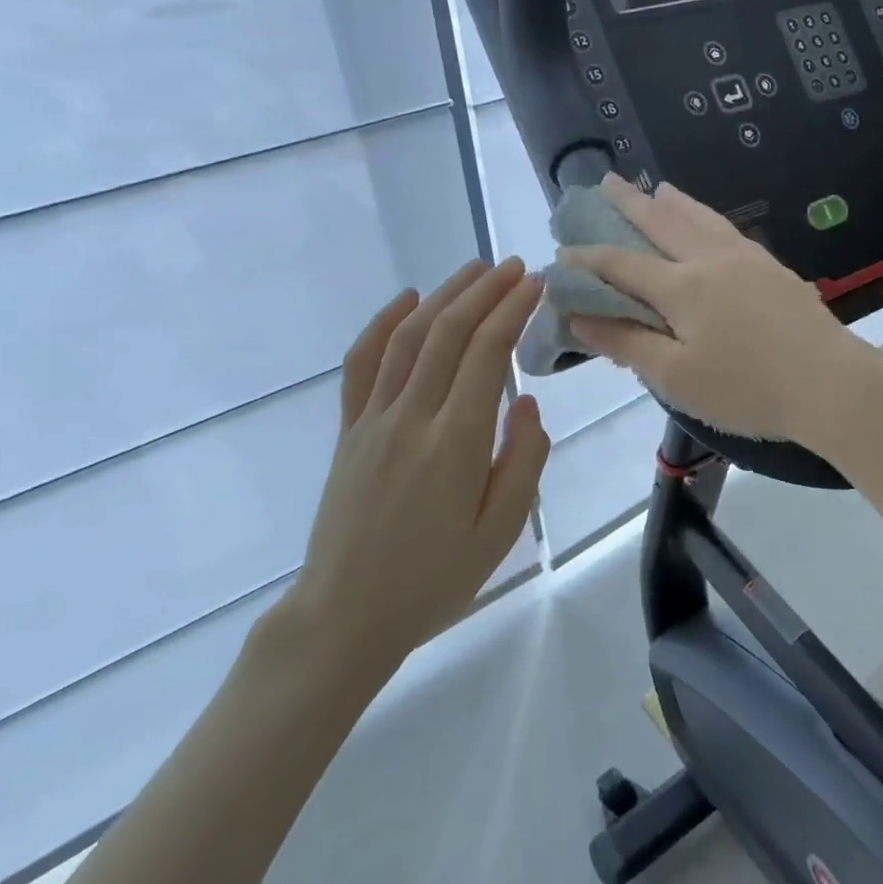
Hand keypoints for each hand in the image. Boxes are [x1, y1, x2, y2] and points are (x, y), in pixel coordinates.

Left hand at [271, 259, 549, 700]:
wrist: (346, 616)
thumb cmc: (434, 581)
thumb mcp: (500, 532)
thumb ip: (522, 461)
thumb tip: (525, 403)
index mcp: (455, 443)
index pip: (487, 354)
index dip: (512, 310)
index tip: (536, 283)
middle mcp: (411, 417)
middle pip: (449, 333)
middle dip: (485, 291)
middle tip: (515, 267)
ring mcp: (373, 420)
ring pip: (408, 338)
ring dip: (443, 296)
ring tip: (474, 271)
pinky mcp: (348, 431)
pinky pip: (362, 365)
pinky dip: (382, 324)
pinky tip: (406, 300)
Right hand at [563, 176, 882, 443]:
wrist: (830, 383)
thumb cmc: (746, 388)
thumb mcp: (676, 377)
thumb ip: (626, 343)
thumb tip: (578, 317)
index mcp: (682, 286)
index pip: (622, 264)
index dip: (588, 258)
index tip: (562, 252)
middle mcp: (711, 260)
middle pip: (662, 222)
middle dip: (628, 202)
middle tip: (605, 180)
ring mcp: (748, 259)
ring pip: (701, 217)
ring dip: (672, 201)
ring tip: (655, 187)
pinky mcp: (774, 268)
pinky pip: (728, 229)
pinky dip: (706, 217)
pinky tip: (709, 223)